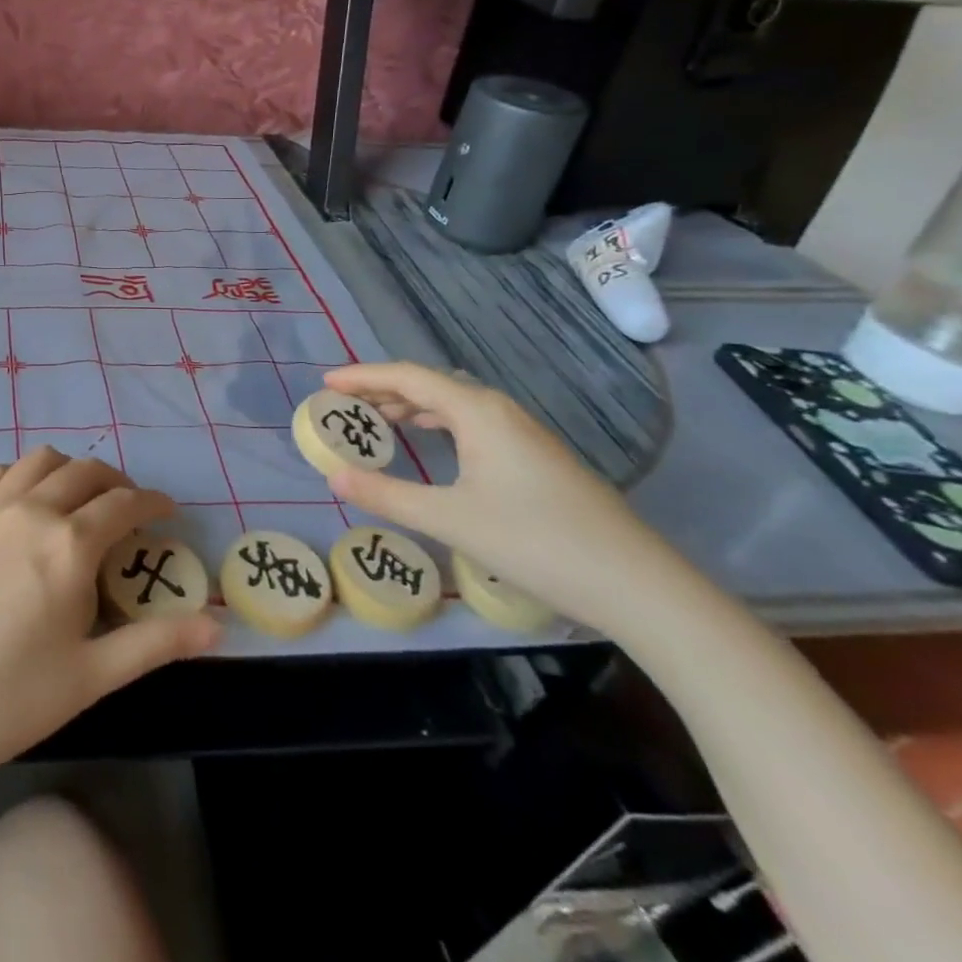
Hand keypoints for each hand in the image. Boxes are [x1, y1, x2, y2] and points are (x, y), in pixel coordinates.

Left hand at [0, 447, 219, 798]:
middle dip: (117, 482)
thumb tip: (216, 626)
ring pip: (40, 461)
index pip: (125, 504)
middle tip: (130, 508)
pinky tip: (24, 501)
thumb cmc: (5, 699)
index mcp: (69, 543)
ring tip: (80, 498)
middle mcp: (31, 510)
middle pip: (85, 472)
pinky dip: (24, 474)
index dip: (154, 503)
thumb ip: (155, 644)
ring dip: (70, 470)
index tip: (169, 511)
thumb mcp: (90, 677)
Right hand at [321, 362, 671, 630]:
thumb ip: (386, 496)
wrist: (636, 584)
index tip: (325, 383)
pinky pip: (472, 422)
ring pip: (454, 404)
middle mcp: (500, 410)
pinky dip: (438, 423)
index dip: (363, 376)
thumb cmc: (535, 542)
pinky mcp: (536, 456)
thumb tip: (333, 477)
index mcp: (477, 411)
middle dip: (383, 389)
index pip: (408, 377)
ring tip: (376, 421)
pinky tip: (431, 444)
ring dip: (411, 406)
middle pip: (430, 384)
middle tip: (342, 404)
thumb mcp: (450, 519)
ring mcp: (523, 433)